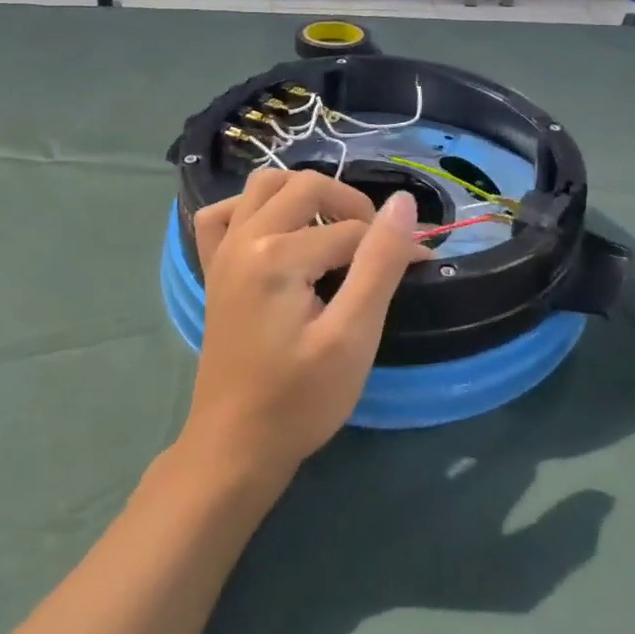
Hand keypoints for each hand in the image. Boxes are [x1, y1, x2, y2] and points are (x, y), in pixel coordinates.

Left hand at [183, 170, 426, 483]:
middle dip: (352, 205)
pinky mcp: (213, 268)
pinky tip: (273, 231)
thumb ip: (380, 263)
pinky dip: (251, 209)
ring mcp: (222, 251)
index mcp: (277, 255)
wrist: (235, 447)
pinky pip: (223, 214)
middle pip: (307, 187)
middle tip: (377, 246)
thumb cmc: (300, 399)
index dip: (392, 244)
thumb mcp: (353, 336)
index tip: (421, 265)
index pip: (351, 229)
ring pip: (264, 185)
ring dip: (304, 193)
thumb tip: (402, 203)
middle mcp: (244, 238)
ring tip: (334, 227)